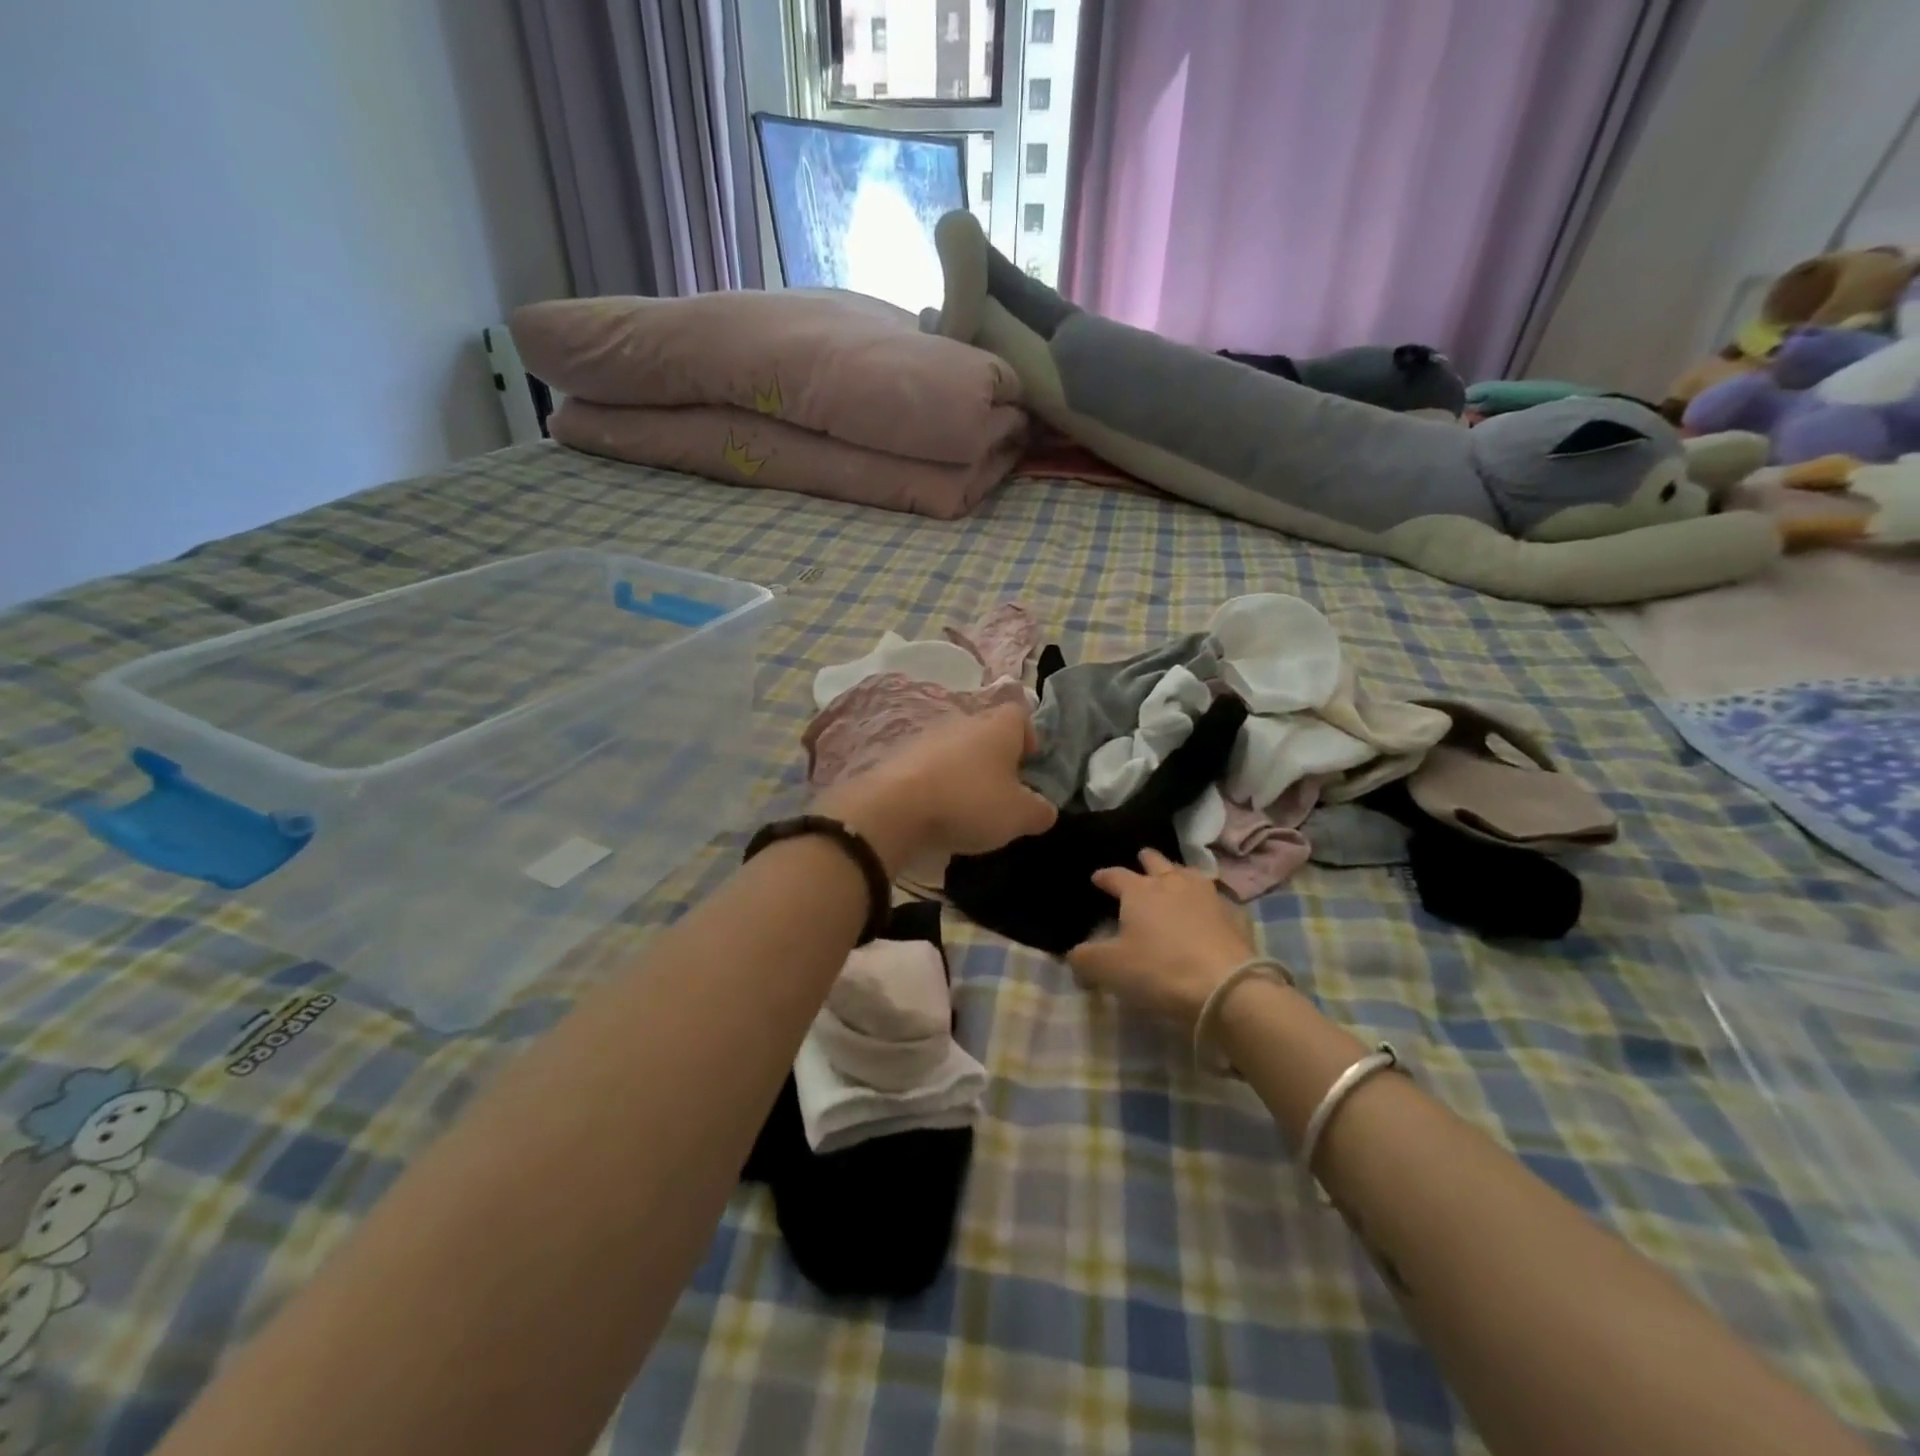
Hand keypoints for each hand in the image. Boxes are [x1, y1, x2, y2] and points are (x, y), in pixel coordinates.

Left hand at [816, 705, 1056, 869]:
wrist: (895, 809)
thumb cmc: (969, 802)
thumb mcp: (1019, 815)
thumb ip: (1040, 811)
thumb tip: (1044, 809)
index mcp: (998, 726)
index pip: (1021, 716)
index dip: (1030, 739)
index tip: (1031, 769)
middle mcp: (964, 722)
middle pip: (988, 734)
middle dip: (998, 761)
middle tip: (1003, 795)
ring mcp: (928, 737)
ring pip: (958, 750)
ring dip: (966, 773)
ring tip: (969, 809)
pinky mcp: (901, 758)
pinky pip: (931, 768)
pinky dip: (939, 785)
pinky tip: (939, 813)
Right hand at [1066, 849, 1256, 1024]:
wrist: (1226, 987)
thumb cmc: (1160, 970)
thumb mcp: (1110, 969)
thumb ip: (1085, 958)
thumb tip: (1073, 953)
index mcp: (1139, 890)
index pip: (1115, 875)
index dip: (1104, 876)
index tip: (1096, 878)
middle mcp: (1172, 883)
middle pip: (1156, 862)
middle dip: (1145, 861)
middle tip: (1140, 863)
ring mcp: (1207, 895)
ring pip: (1188, 872)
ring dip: (1177, 873)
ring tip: (1173, 880)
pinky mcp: (1234, 914)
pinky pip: (1216, 898)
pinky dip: (1206, 900)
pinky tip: (1207, 910)